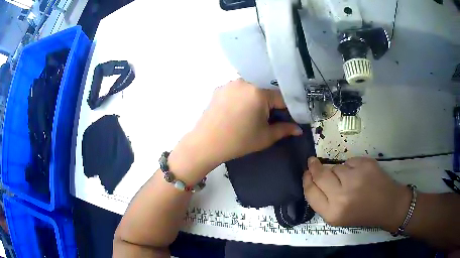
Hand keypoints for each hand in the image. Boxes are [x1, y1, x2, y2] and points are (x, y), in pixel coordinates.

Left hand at [169, 79, 301, 182]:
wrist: (206, 144)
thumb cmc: (238, 141)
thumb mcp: (265, 137)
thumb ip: (285, 130)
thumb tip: (299, 129)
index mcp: (259, 92)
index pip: (282, 97)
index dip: (288, 108)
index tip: (288, 117)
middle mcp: (244, 81)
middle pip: (266, 89)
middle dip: (271, 102)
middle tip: (269, 117)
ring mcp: (230, 84)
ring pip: (251, 88)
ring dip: (256, 98)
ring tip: (251, 114)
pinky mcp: (219, 88)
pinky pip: (237, 89)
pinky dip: (242, 97)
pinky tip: (237, 111)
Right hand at [303, 157, 411, 231]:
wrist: (388, 205)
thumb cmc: (362, 214)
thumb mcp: (338, 217)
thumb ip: (323, 201)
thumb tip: (314, 179)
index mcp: (332, 213)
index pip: (311, 192)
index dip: (306, 180)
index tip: (306, 172)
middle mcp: (341, 196)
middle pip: (320, 175)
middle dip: (314, 167)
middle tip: (312, 162)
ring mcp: (355, 178)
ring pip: (335, 167)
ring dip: (337, 171)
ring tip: (348, 179)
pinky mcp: (365, 165)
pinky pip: (349, 161)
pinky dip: (351, 166)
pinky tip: (359, 174)